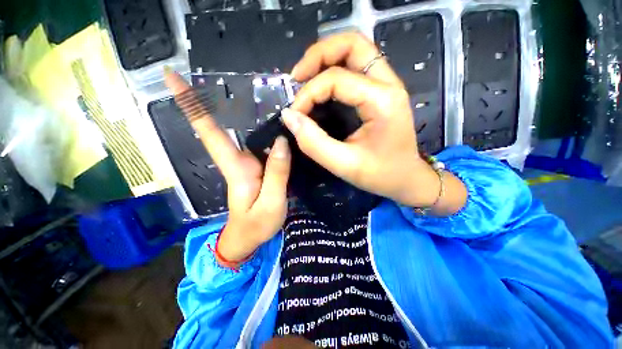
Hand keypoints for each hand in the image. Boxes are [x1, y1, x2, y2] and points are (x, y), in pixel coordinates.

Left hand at [165, 72, 290, 263]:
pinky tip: (278, 126)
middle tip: (221, 74)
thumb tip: (281, 141)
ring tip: (264, 97)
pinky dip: (268, 134)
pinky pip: (262, 147)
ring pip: (249, 136)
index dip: (191, 105)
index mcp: (236, 169)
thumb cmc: (256, 226)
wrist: (248, 240)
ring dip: (251, 115)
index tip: (169, 76)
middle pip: (226, 128)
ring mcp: (248, 165)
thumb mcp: (272, 203)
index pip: (209, 132)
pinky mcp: (258, 170)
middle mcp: (238, 161)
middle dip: (216, 101)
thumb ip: (277, 173)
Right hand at [283, 32, 466, 213]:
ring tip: (306, 78)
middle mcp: (389, 84)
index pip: (336, 79)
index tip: (294, 114)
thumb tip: (289, 117)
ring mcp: (388, 85)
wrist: (406, 178)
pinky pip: (358, 66)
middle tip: (298, 77)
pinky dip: (336, 68)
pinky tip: (322, 85)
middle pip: (353, 44)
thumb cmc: (379, 174)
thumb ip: (314, 143)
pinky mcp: (383, 91)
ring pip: (356, 50)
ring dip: (327, 57)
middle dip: (319, 55)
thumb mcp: (343, 164)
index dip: (308, 93)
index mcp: (382, 101)